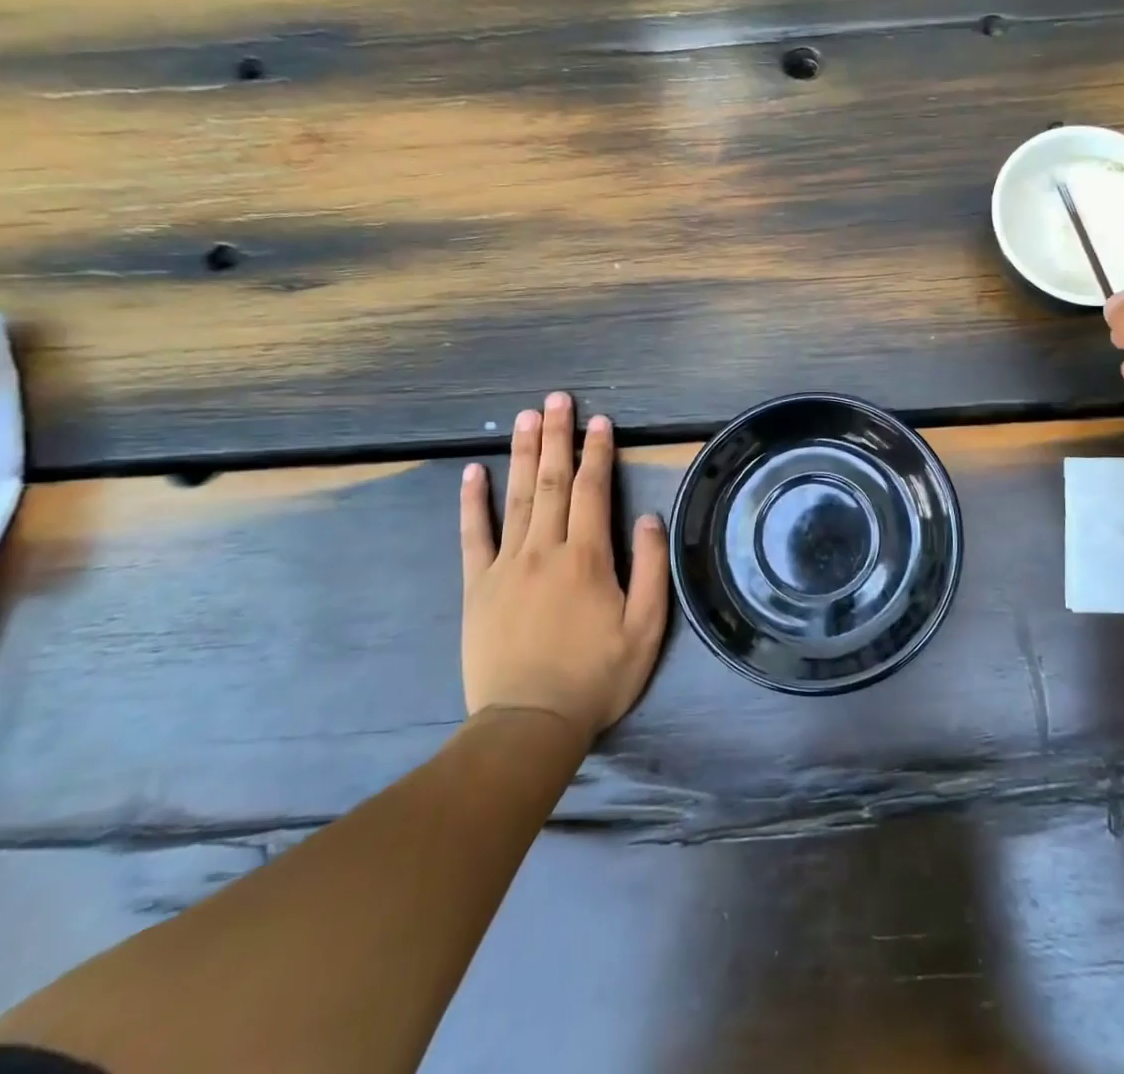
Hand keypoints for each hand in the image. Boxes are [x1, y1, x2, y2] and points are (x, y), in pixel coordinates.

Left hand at [457, 391, 668, 737]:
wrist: (529, 724)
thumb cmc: (596, 677)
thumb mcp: (646, 630)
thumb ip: (651, 570)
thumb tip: (647, 518)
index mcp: (588, 557)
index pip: (592, 490)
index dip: (596, 452)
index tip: (599, 420)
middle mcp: (545, 549)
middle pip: (551, 481)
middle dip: (556, 436)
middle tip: (556, 399)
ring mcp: (506, 565)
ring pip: (516, 497)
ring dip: (521, 453)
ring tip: (525, 417)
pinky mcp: (477, 586)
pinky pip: (473, 535)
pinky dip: (473, 502)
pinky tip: (473, 472)